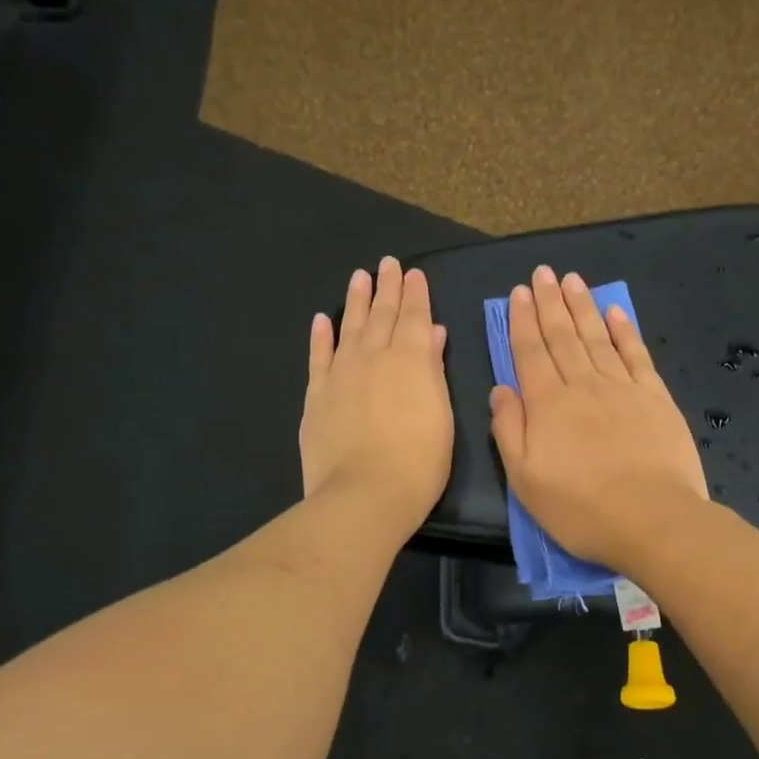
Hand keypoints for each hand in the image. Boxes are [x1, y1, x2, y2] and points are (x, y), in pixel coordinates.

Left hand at [300, 257, 453, 536]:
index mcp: (411, 360)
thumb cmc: (418, 462)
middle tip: (387, 264)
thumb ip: (433, 369)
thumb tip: (431, 333)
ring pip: (350, 327)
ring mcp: (341, 374)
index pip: (414, 316)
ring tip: (360, 276)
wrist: (365, 494)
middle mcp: (374, 356)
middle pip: (382, 315)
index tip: (413, 273)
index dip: (415, 294)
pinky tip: (322, 319)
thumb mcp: (441, 416)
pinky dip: (321, 336)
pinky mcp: (316, 395)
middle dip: (387, 287)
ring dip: (356, 301)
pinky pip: (318, 357)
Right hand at [490, 266, 707, 571]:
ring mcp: (623, 389)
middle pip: (563, 336)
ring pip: (597, 338)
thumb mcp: (525, 479)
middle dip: (550, 303)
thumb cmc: (580, 508)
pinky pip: (637, 355)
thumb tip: (500, 389)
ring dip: (583, 307)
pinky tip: (616, 313)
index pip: (530, 352)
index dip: (522, 321)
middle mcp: (583, 385)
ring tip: (572, 280)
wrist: (651, 520)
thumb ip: (509, 430)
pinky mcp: (656, 398)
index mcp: (547, 404)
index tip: (518, 292)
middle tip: (543, 273)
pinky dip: (625, 332)